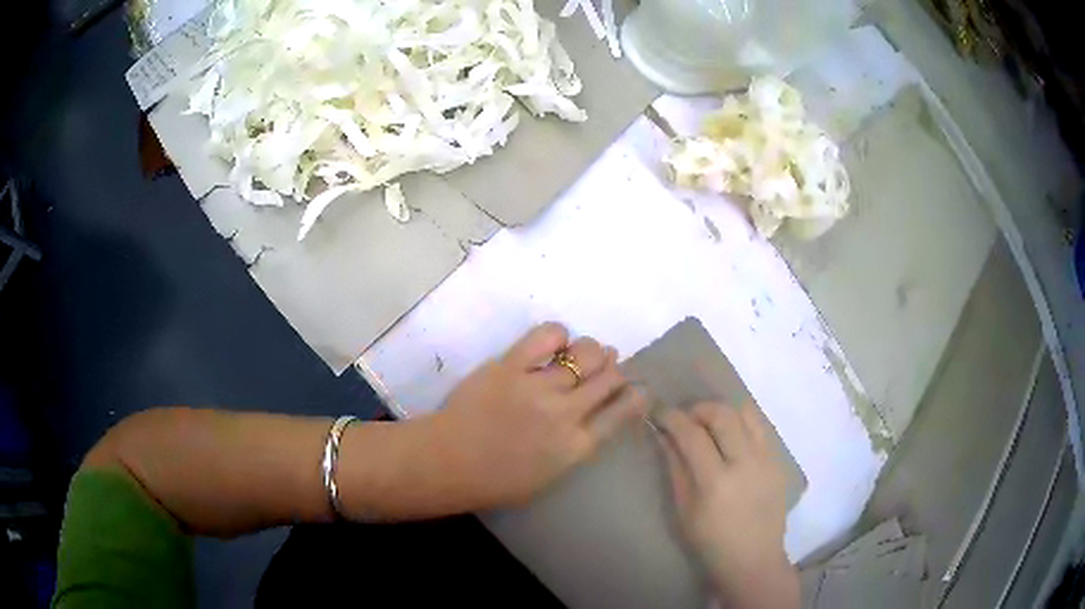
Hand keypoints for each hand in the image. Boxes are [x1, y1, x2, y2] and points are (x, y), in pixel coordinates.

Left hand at [414, 323, 646, 513]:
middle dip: (614, 370)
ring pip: (586, 353)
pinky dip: (559, 335)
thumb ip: (575, 447)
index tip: (636, 388)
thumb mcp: (549, 477)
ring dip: (592, 351)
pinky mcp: (512, 365)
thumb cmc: (496, 480)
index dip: (635, 395)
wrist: (448, 462)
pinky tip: (555, 343)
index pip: (622, 411)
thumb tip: (591, 417)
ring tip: (583, 354)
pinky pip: (548, 335)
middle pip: (609, 377)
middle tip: (606, 368)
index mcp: (576, 446)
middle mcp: (566, 413)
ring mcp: (539, 386)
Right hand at [657, 402, 798, 608]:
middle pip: (723, 414)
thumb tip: (664, 435)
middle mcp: (746, 463)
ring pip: (746, 413)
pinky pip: (760, 427)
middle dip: (699, 408)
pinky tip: (731, 438)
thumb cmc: (711, 542)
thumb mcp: (684, 510)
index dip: (673, 417)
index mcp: (716, 482)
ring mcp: (767, 460)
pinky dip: (741, 423)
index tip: (660, 411)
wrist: (754, 558)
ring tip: (710, 424)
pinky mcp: (779, 461)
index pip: (693, 435)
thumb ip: (675, 468)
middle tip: (686, 417)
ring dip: (723, 411)